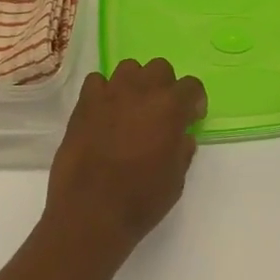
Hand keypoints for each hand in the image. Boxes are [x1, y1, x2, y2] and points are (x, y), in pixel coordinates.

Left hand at [42, 59, 205, 263]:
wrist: (91, 211)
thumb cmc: (140, 200)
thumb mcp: (176, 180)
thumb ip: (182, 150)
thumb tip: (181, 137)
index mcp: (170, 107)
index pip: (192, 86)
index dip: (194, 101)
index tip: (191, 118)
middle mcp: (142, 90)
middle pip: (160, 68)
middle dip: (165, 86)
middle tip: (161, 111)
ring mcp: (110, 93)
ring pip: (129, 68)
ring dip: (135, 83)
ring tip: (131, 108)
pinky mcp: (84, 103)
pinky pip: (97, 81)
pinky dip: (103, 91)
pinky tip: (104, 112)